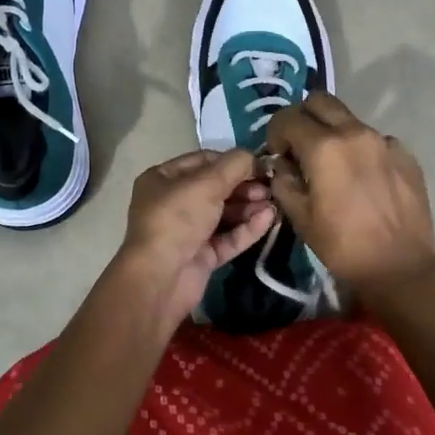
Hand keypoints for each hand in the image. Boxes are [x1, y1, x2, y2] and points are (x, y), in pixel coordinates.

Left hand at [114, 149, 276, 330]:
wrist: (160, 278)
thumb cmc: (177, 219)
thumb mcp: (206, 183)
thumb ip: (234, 165)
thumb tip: (254, 157)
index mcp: (163, 179)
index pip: (203, 161)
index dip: (231, 161)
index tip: (259, 164)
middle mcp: (173, 203)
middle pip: (215, 188)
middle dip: (244, 186)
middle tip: (270, 187)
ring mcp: (187, 231)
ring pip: (224, 214)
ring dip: (249, 207)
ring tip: (274, 203)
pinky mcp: (201, 256)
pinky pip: (227, 237)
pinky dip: (247, 228)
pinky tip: (269, 219)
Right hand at [264, 92, 434, 296]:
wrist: (400, 268)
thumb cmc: (343, 246)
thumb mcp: (299, 217)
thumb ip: (283, 180)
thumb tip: (282, 164)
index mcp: (324, 147)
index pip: (287, 117)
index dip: (275, 133)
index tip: (278, 155)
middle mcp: (355, 132)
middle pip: (320, 101)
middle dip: (303, 118)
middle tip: (301, 148)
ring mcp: (384, 141)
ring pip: (349, 119)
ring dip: (333, 133)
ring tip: (333, 167)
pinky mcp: (406, 154)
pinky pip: (374, 140)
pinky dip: (361, 150)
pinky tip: (363, 180)